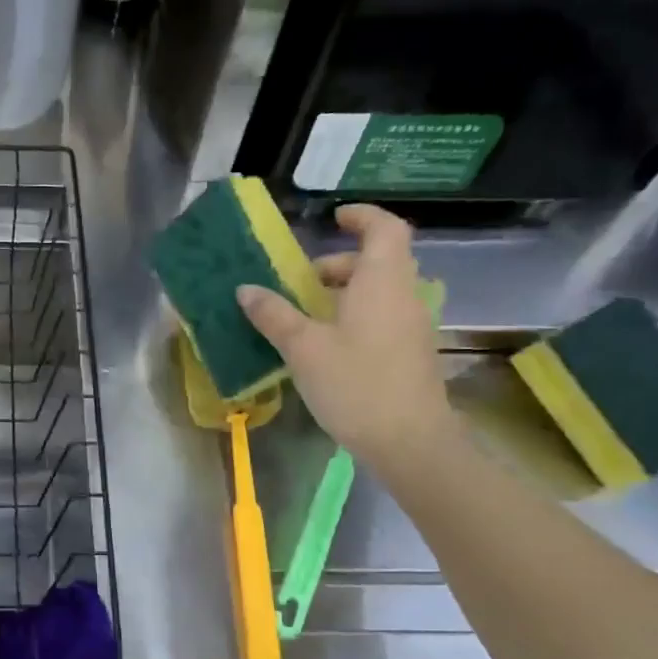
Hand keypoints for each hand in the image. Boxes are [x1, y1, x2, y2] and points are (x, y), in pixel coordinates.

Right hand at [236, 203, 455, 470]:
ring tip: (306, 318)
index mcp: (382, 282)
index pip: (385, 229)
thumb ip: (274, 315)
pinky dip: (355, 317)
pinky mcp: (411, 354)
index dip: (362, 217)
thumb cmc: (356, 384)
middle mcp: (404, 296)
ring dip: (345, 294)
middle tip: (302, 283)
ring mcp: (412, 326)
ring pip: (380, 292)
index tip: (335, 217)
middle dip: (339, 265)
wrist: (410, 442)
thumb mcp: (303, 348)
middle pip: (378, 262)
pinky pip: (382, 318)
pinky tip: (326, 348)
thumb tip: (246, 289)